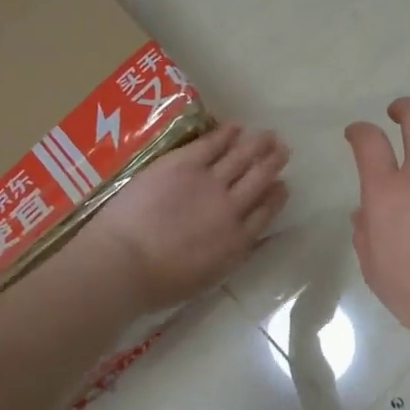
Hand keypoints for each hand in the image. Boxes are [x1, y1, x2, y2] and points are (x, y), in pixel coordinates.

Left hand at [80, 122, 289, 313]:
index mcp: (237, 241)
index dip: (276, 197)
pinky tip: (236, 127)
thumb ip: (230, 254)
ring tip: (270, 135)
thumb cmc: (159, 283)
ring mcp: (209, 182)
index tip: (283, 185)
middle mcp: (231, 207)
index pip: (265, 213)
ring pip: (242, 158)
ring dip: (258, 145)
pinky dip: (226, 134)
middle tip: (284, 149)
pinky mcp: (185, 164)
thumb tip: (246, 240)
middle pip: (260, 180)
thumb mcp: (208, 277)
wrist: (126, 262)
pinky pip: (212, 143)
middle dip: (273, 163)